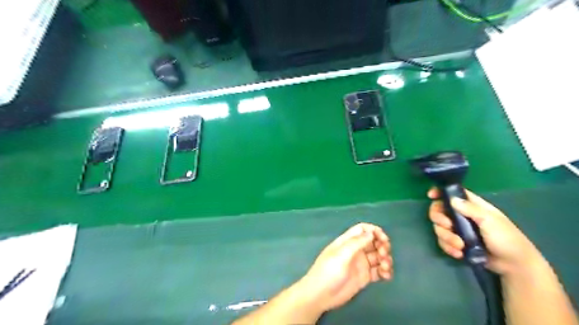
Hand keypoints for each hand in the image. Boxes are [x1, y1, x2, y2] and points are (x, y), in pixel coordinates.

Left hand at [299, 224, 393, 312]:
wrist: (320, 295)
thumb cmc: (328, 271)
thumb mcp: (341, 255)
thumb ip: (356, 243)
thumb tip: (371, 232)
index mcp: (347, 241)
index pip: (362, 230)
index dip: (374, 231)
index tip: (383, 239)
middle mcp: (355, 250)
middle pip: (373, 242)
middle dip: (382, 245)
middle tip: (384, 254)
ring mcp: (360, 264)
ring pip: (378, 256)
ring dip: (385, 259)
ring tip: (385, 268)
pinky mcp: (364, 277)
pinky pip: (378, 271)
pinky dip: (385, 271)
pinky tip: (386, 276)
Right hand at [427, 188, 540, 275]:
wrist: (514, 265)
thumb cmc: (507, 238)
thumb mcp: (490, 220)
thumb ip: (470, 209)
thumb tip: (451, 199)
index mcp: (471, 206)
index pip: (452, 193)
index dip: (440, 192)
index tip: (431, 196)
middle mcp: (461, 215)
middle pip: (439, 211)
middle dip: (439, 219)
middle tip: (448, 226)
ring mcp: (458, 230)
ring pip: (439, 228)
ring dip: (446, 237)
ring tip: (460, 246)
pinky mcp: (457, 243)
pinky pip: (443, 242)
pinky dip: (448, 247)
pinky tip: (459, 253)